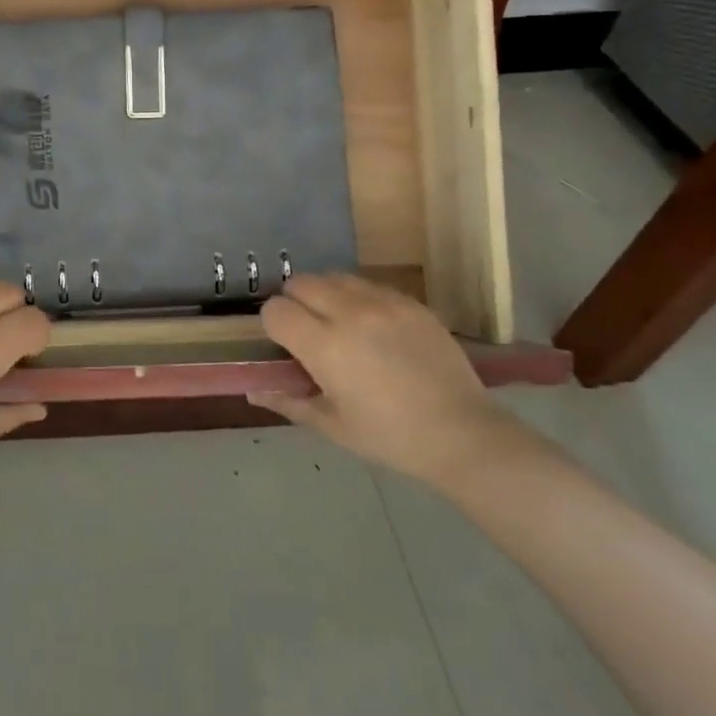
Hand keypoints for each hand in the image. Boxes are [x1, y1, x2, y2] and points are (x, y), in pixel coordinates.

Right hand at [258, 274, 505, 481]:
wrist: (462, 433)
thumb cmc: (389, 437)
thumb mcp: (332, 425)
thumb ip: (288, 401)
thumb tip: (253, 391)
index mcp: (325, 346)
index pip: (275, 310)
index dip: (273, 326)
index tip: (285, 346)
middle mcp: (350, 313)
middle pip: (300, 283)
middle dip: (295, 304)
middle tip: (308, 333)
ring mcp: (384, 303)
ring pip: (334, 277)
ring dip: (325, 295)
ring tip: (339, 325)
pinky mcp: (411, 302)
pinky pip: (369, 285)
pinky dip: (358, 299)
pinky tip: (372, 328)